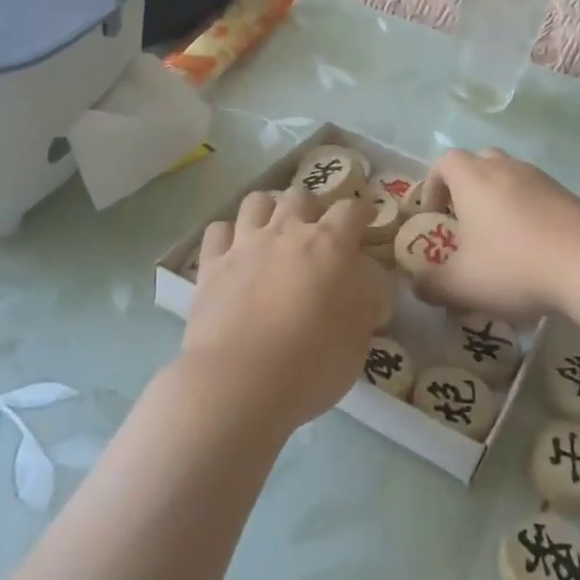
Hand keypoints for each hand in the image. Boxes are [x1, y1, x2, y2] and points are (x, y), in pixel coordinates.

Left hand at [178, 188, 393, 435]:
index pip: (351, 210)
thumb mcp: (361, 337)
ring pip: (257, 201)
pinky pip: (218, 230)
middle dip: (313, 208)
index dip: (362, 211)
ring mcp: (244, 244)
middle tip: (317, 232)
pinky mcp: (211, 265)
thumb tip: (367, 283)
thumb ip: (368, 300)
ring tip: (274, 232)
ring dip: (269, 210)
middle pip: (301, 196)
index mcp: (330, 245)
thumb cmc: (312, 363)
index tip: (366, 221)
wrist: (240, 383)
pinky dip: (229, 236)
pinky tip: (235, 252)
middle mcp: (286, 232)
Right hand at [415, 149, 579, 318]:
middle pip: (480, 163)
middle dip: (468, 189)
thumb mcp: (461, 285)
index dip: (432, 186)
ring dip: (501, 201)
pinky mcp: (570, 196)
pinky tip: (536, 251)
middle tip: (466, 223)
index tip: (433, 216)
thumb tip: (417, 285)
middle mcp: (506, 168)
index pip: (444, 162)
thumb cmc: (513, 266)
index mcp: (473, 178)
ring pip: (512, 178)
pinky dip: (530, 215)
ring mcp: (542, 179)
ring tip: (502, 241)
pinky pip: (539, 197)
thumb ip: (431, 285)